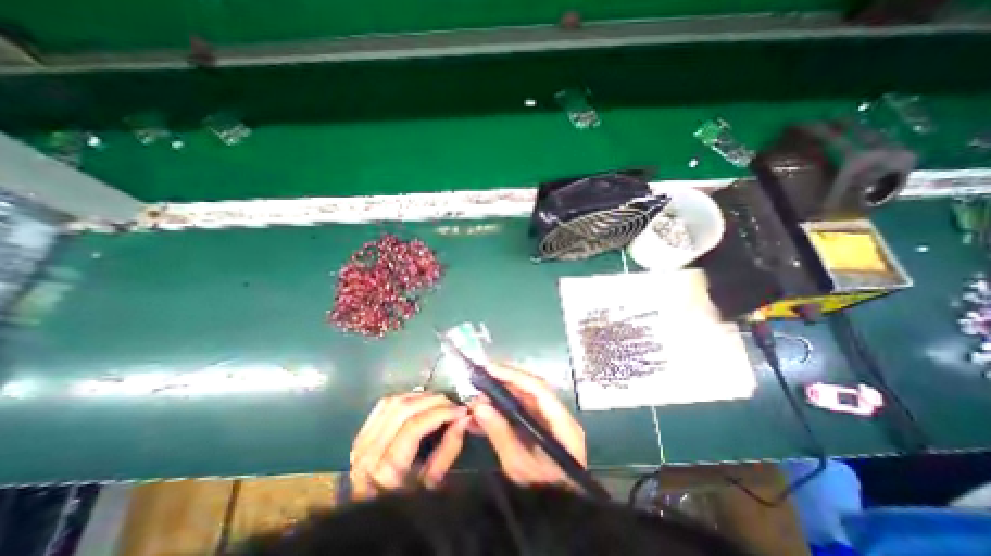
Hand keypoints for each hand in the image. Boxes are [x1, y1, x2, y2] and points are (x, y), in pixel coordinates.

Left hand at [351, 391, 468, 498]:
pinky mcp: (360, 436)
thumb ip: (449, 447)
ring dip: (420, 397)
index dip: (440, 412)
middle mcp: (369, 454)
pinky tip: (419, 400)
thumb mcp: (433, 482)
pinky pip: (384, 406)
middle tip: (452, 403)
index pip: (414, 426)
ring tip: (439, 401)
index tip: (460, 410)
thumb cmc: (407, 506)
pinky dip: (405, 398)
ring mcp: (360, 443)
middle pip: (403, 410)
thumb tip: (463, 417)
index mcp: (386, 472)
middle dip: (433, 401)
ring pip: (393, 403)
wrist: (372, 517)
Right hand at [469, 368, 582, 488]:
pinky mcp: (540, 428)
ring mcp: (549, 421)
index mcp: (562, 424)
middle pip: (530, 390)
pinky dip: (501, 412)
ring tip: (476, 402)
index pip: (538, 389)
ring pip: (523, 400)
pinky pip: (519, 412)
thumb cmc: (543, 494)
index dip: (513, 375)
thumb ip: (500, 433)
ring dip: (499, 398)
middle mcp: (558, 416)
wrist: (558, 514)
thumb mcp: (519, 466)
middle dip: (503, 384)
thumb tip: (479, 406)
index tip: (489, 369)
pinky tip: (482, 417)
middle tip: (478, 383)